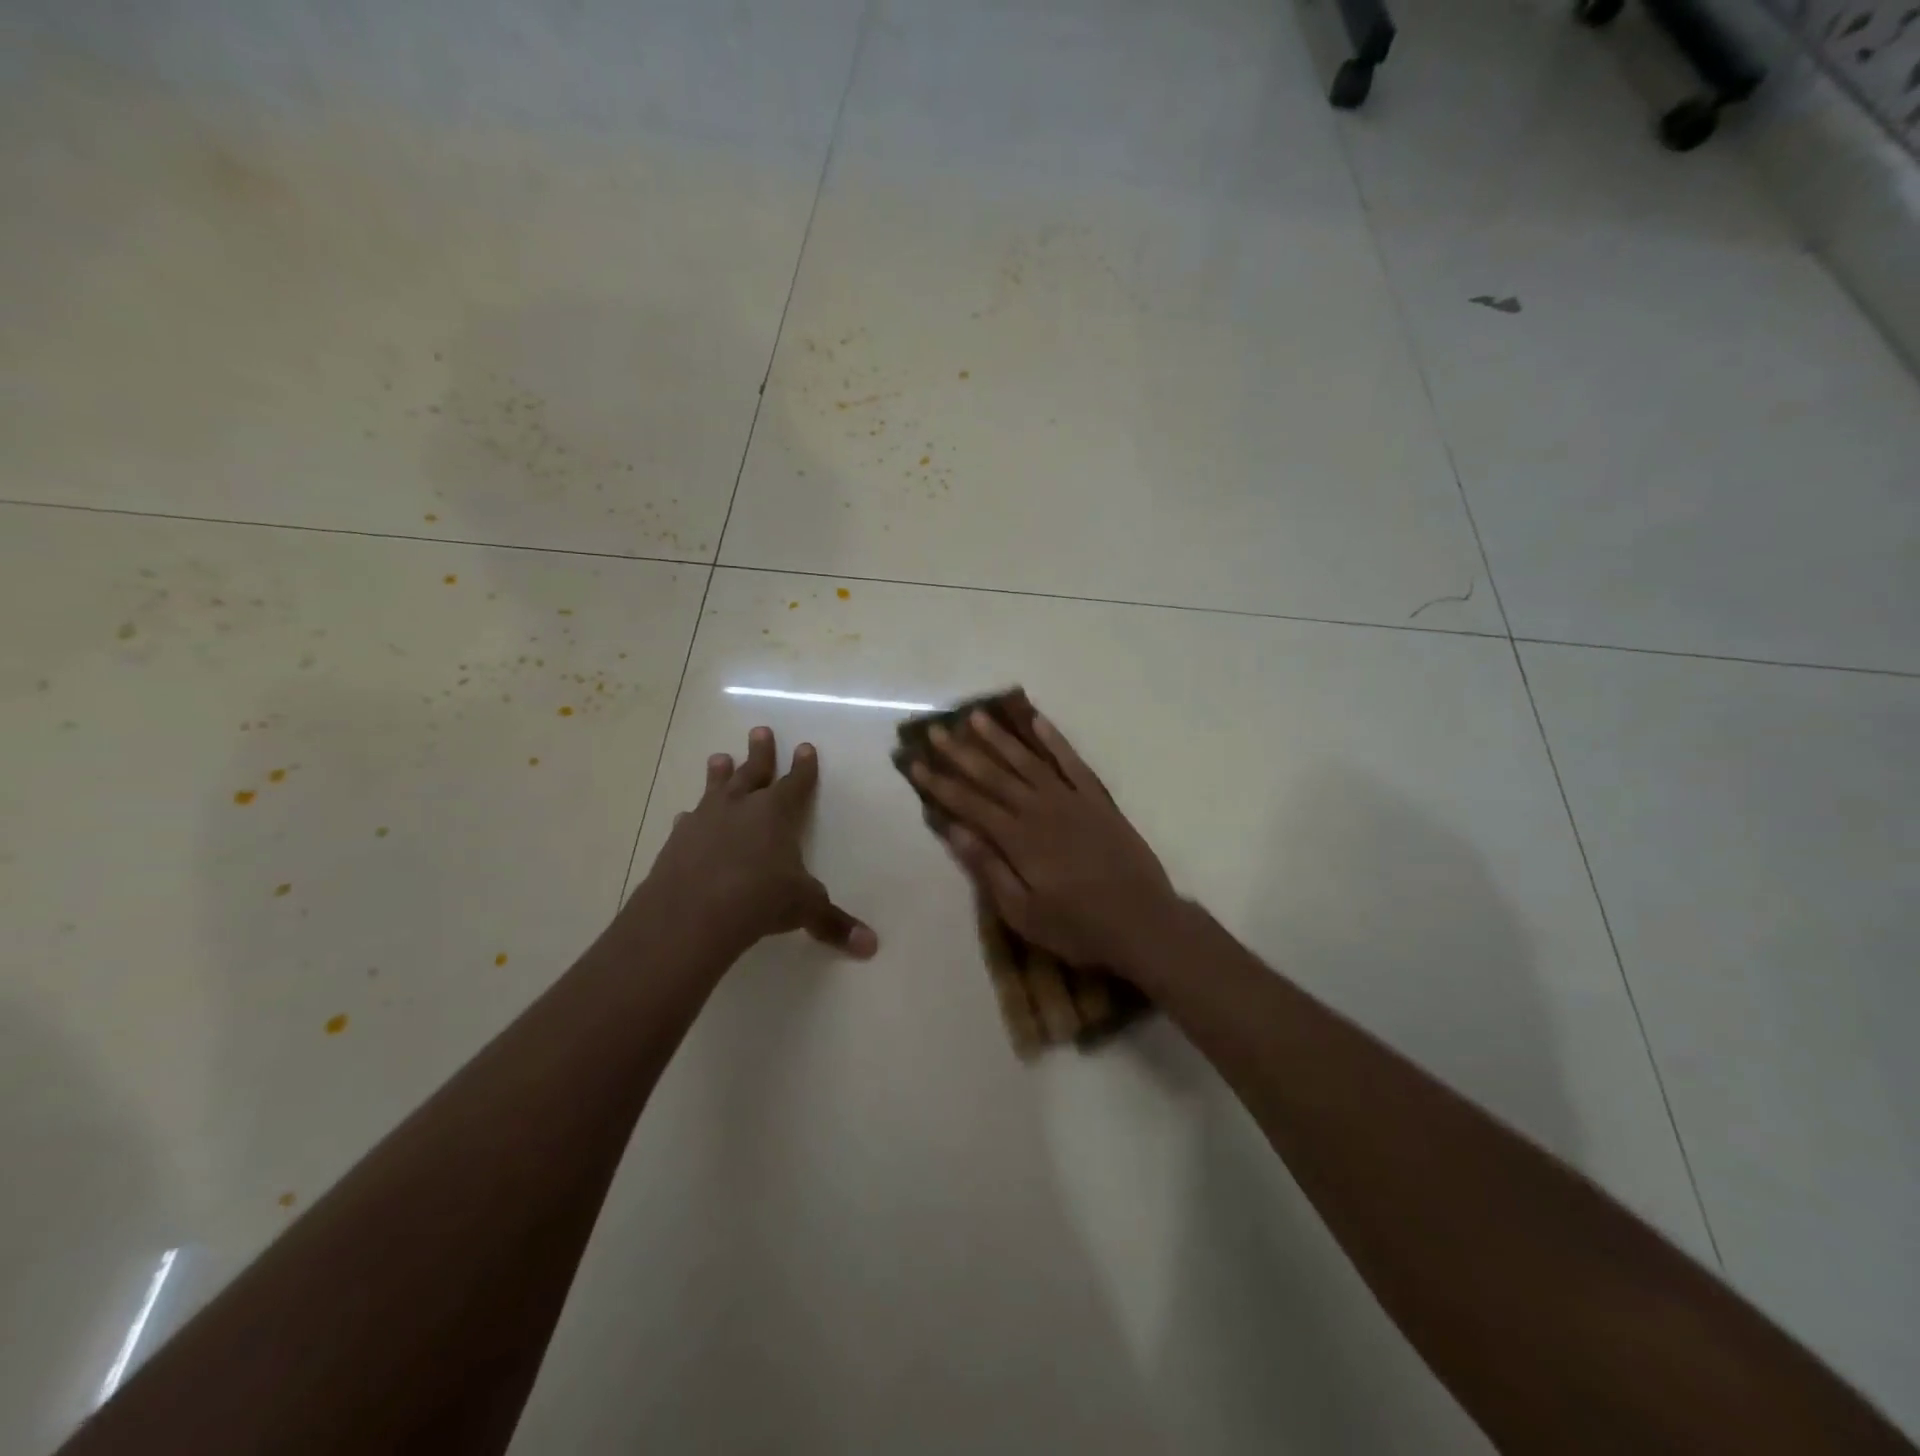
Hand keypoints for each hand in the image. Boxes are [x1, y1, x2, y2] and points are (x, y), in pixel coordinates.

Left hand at [642, 727, 877, 960]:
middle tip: (759, 730)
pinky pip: (688, 822)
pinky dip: (691, 819)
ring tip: (719, 757)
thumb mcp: (804, 909)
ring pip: (716, 788)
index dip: (804, 767)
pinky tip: (686, 818)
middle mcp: (741, 808)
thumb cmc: (759, 899)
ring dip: (720, 773)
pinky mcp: (678, 842)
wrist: (692, 913)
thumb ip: (834, 923)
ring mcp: (705, 821)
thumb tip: (871, 946)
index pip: (796, 783)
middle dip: (760, 752)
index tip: (806, 747)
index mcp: (777, 814)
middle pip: (754, 772)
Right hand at [910, 710, 1177, 972]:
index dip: (939, 783)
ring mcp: (1071, 800)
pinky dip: (1054, 740)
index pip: (969, 803)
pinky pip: (1072, 762)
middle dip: (960, 752)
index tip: (914, 763)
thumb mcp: (1023, 912)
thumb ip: (988, 868)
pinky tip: (1037, 720)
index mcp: (1018, 839)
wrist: (1144, 922)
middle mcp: (1040, 809)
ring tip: (975, 716)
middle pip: (993, 775)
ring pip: (1028, 760)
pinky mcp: (1097, 800)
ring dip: (1000, 737)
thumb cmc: (1077, 927)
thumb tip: (954, 829)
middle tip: (935, 730)